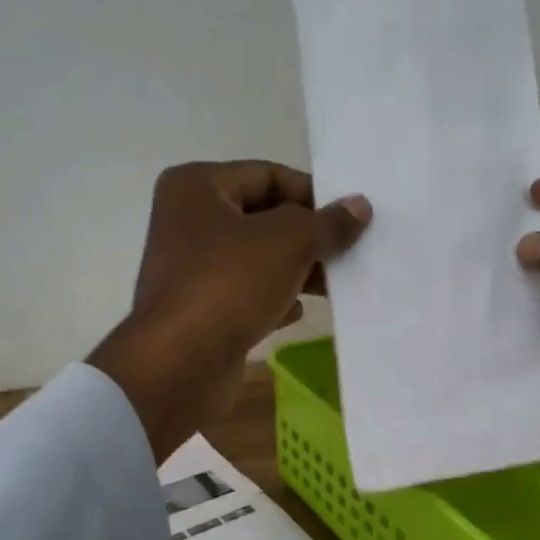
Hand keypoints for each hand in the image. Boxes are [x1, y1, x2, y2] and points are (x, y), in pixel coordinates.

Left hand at [89, 161, 369, 460]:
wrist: (180, 364)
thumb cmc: (230, 284)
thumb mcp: (289, 243)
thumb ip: (327, 223)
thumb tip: (359, 206)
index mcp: (196, 187)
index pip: (268, 175)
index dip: (312, 194)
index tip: (350, 218)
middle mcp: (186, 221)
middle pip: (261, 217)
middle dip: (306, 235)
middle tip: (349, 252)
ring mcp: (189, 269)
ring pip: (255, 258)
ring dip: (295, 269)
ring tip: (335, 283)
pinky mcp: (197, 310)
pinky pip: (244, 294)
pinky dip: (272, 299)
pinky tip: (298, 311)